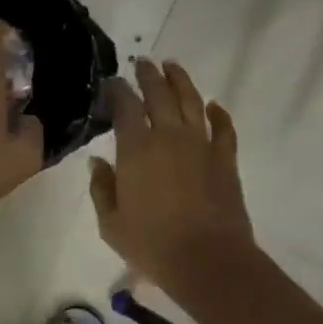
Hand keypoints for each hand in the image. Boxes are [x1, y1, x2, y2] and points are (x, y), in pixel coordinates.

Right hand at [88, 59, 254, 294]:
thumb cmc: (153, 245)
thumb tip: (98, 162)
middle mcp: (169, 136)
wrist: (208, 260)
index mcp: (136, 149)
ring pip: (191, 101)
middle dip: (149, 75)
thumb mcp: (111, 223)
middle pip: (159, 94)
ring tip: (172, 66)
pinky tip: (214, 105)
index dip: (118, 90)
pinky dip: (219, 113)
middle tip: (143, 62)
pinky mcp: (225, 158)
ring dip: (180, 81)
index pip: (125, 106)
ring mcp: (201, 144)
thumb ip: (102, 188)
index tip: (113, 82)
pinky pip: (224, 127)